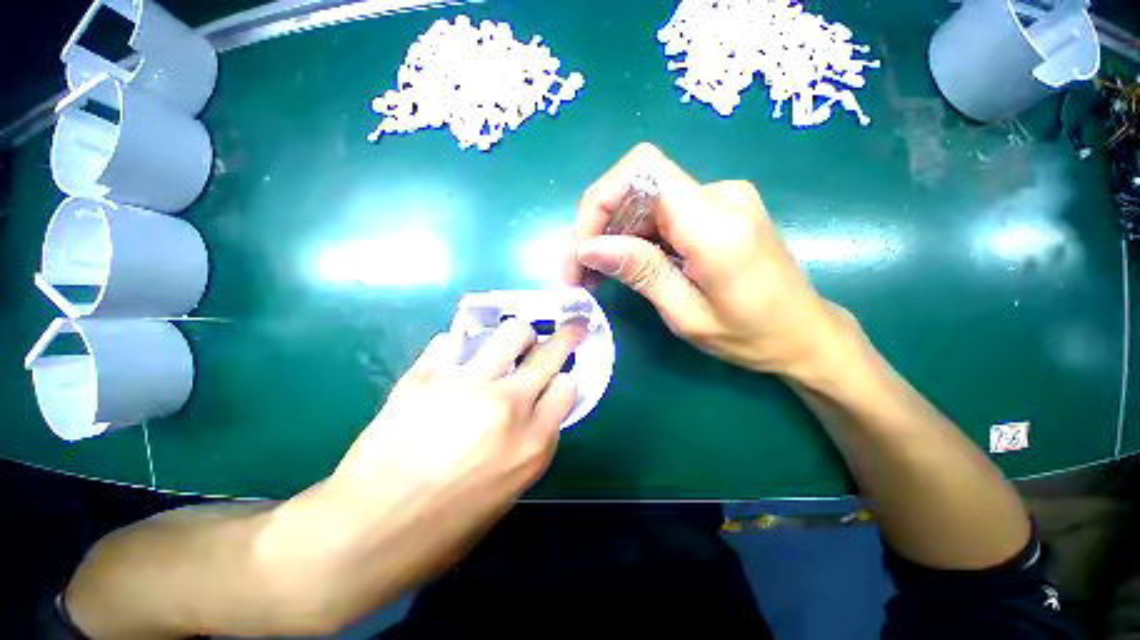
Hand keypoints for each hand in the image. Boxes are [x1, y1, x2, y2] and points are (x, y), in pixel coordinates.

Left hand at [255, 320, 584, 630]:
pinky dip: (460, 347)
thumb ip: (531, 444)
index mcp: (531, 444)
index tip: (557, 379)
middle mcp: (507, 407)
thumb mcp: (507, 493)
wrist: (364, 533)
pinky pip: (454, 341)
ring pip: (513, 332)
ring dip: (519, 334)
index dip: (564, 380)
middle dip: (565, 336)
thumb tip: (539, 408)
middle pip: (550, 353)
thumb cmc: (443, 529)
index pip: (568, 386)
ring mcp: (466, 385)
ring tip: (511, 341)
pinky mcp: (426, 375)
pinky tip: (453, 362)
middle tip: (569, 326)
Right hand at [565, 143, 853, 378]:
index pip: (641, 172)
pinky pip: (662, 212)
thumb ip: (641, 273)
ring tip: (594, 276)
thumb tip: (589, 247)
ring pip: (644, 200)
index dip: (599, 201)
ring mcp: (721, 198)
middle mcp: (720, 195)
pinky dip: (634, 237)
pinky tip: (624, 266)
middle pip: (637, 185)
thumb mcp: (688, 315)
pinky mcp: (719, 209)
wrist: (804, 334)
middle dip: (597, 227)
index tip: (583, 249)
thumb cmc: (751, 336)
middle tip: (578, 273)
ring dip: (612, 235)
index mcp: (716, 224)